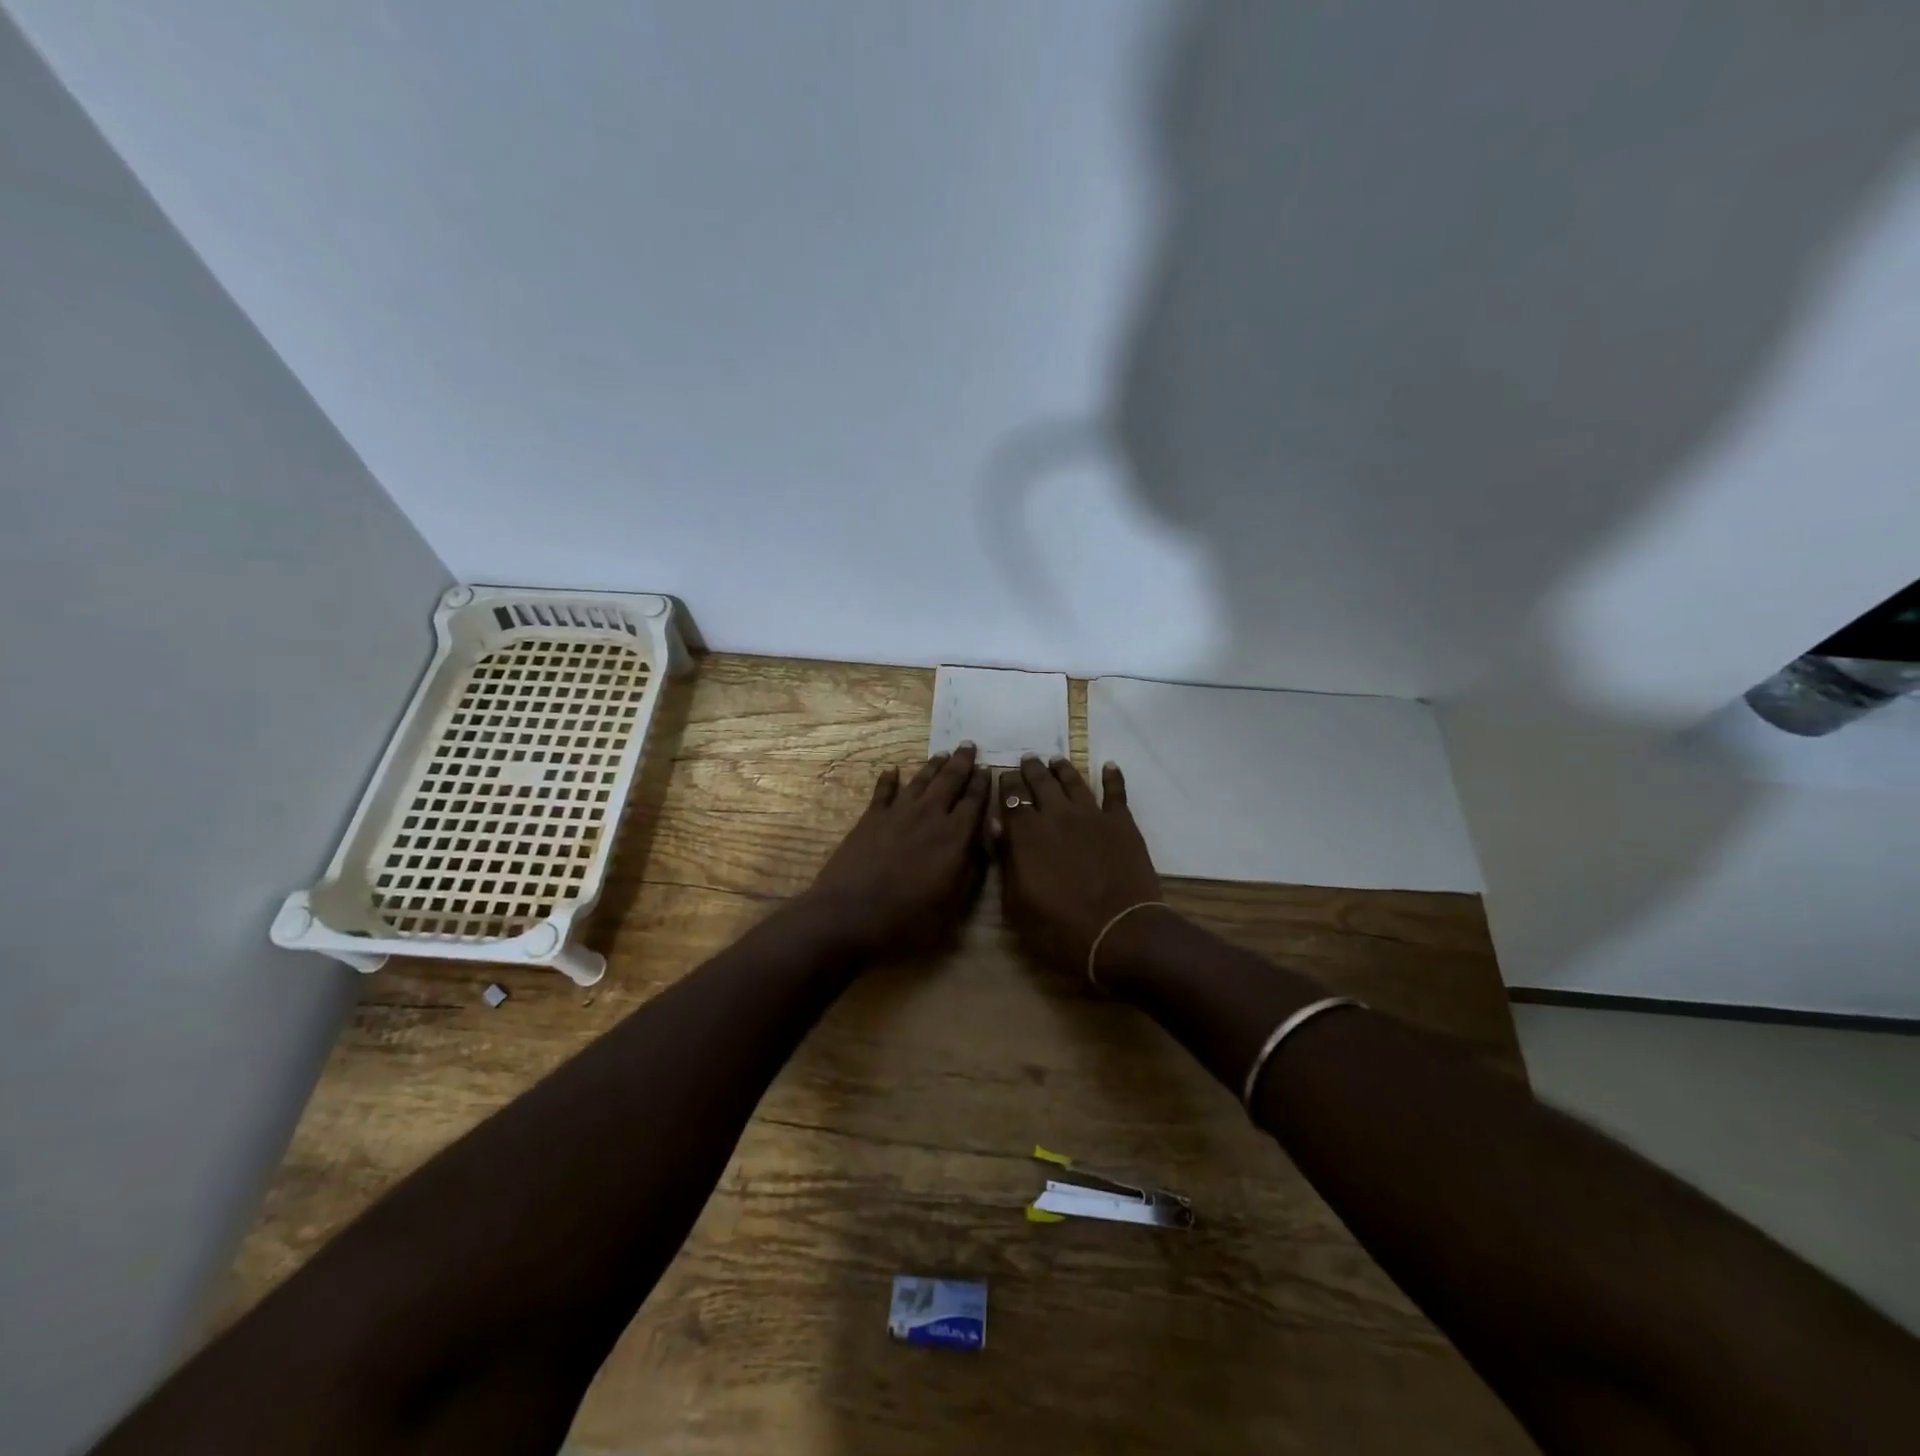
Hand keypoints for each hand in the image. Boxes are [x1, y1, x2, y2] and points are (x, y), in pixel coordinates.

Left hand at [806, 743, 991, 956]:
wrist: (849, 914)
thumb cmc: (907, 918)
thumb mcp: (953, 903)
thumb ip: (973, 868)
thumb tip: (987, 838)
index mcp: (954, 836)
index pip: (974, 801)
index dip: (982, 784)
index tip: (988, 768)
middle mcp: (929, 815)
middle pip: (949, 781)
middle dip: (961, 762)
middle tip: (969, 745)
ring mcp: (897, 813)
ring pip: (920, 781)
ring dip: (933, 766)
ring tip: (942, 754)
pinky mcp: (870, 818)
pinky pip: (883, 791)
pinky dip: (888, 779)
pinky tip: (892, 770)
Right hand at [996, 755, 1162, 979]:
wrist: (1120, 934)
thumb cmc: (1060, 929)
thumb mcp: (1017, 905)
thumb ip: (1006, 862)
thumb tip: (997, 827)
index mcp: (1027, 834)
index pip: (1011, 798)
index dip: (1006, 784)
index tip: (1004, 776)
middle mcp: (1057, 815)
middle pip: (1041, 782)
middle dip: (1031, 769)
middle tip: (1028, 759)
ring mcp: (1092, 816)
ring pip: (1074, 781)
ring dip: (1062, 768)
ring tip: (1056, 759)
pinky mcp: (1122, 823)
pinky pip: (1116, 792)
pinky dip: (1112, 777)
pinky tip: (1110, 766)